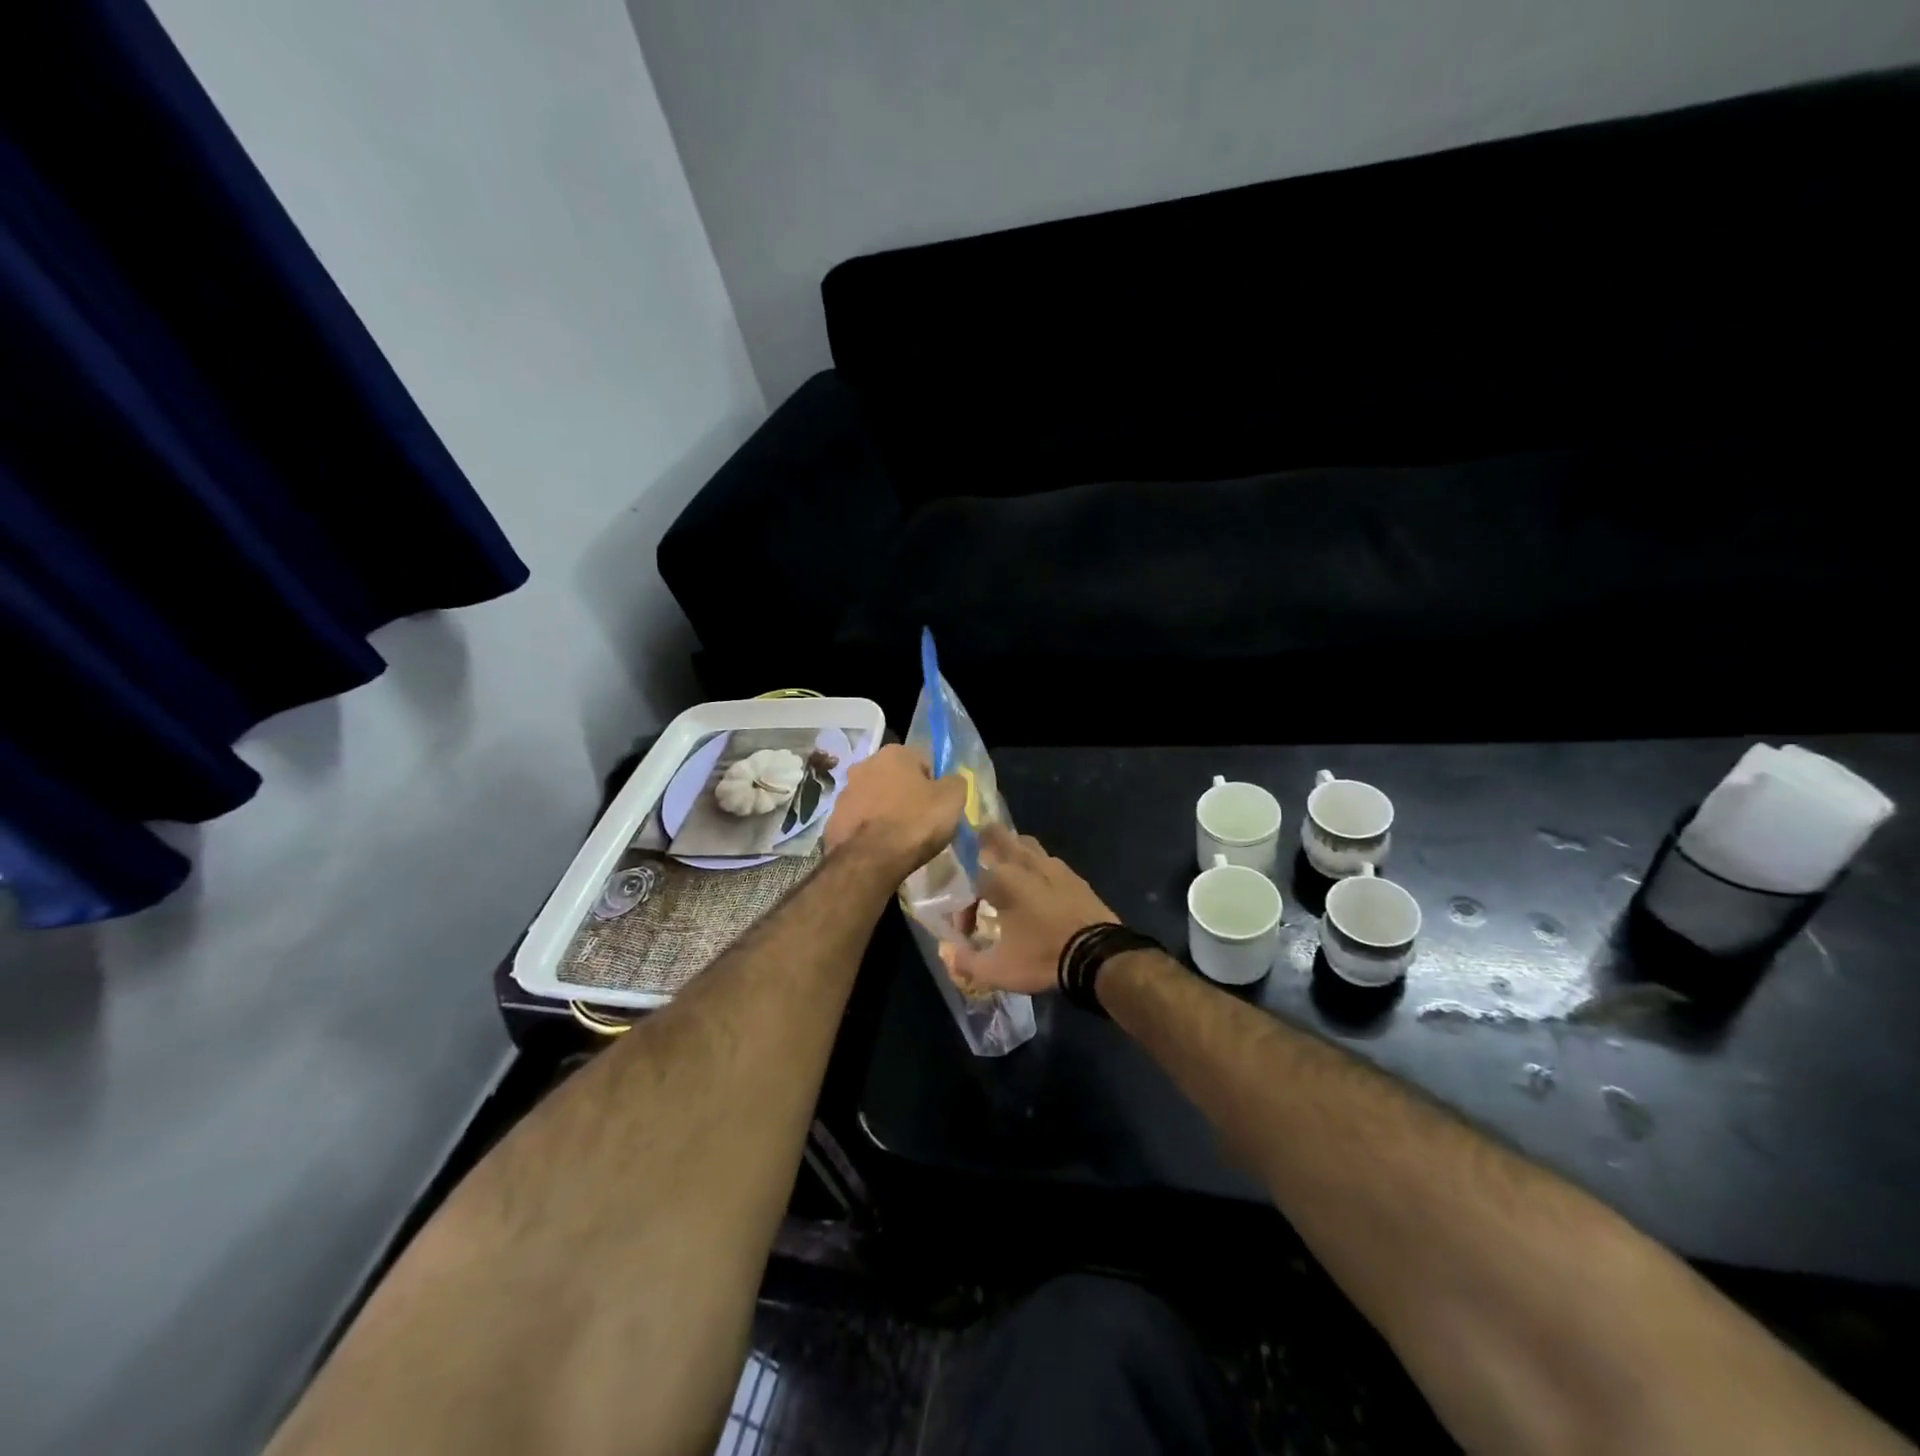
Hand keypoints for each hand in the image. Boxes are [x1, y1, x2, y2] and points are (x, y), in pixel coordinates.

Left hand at [825, 744, 967, 876]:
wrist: (868, 860)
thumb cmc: (915, 823)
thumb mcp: (953, 799)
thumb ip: (955, 782)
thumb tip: (950, 781)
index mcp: (894, 753)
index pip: (924, 762)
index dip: (935, 784)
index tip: (939, 806)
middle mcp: (865, 764)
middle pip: (896, 778)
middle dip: (907, 795)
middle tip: (921, 821)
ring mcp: (844, 792)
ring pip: (875, 798)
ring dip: (886, 810)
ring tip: (900, 837)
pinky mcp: (833, 819)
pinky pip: (859, 820)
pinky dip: (869, 829)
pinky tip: (880, 847)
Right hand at [944, 826, 1117, 995]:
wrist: (1098, 956)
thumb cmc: (1042, 958)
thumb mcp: (998, 970)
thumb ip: (966, 961)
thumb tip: (948, 953)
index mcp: (1000, 879)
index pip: (968, 882)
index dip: (963, 908)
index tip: (967, 934)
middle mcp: (1024, 863)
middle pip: (996, 835)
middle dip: (981, 844)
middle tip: (976, 866)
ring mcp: (1052, 865)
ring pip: (1024, 844)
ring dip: (1011, 853)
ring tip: (1006, 875)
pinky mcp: (1073, 875)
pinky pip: (1047, 861)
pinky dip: (1036, 868)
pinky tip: (1038, 889)